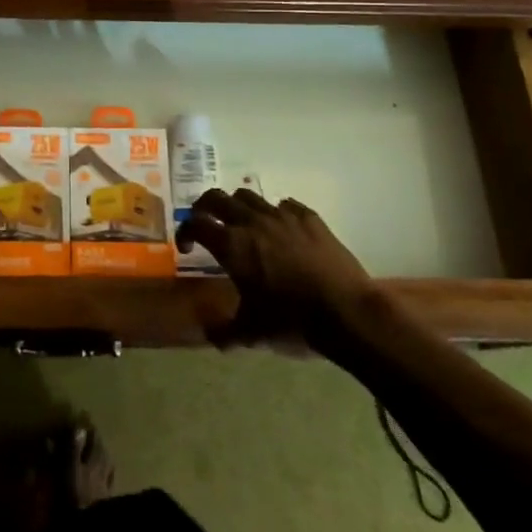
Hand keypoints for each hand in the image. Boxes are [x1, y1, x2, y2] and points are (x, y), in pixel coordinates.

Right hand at [177, 189, 376, 349]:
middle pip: (216, 198)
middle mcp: (252, 222)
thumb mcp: (252, 333)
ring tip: (243, 225)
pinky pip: (284, 204)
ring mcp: (282, 215)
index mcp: (231, 245)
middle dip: (205, 207)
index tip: (187, 246)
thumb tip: (209, 335)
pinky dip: (275, 212)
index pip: (195, 223)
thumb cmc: (291, 321)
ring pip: (249, 195)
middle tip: (206, 224)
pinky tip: (281, 230)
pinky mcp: (309, 217)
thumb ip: (224, 332)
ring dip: (238, 206)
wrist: (346, 312)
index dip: (185, 230)